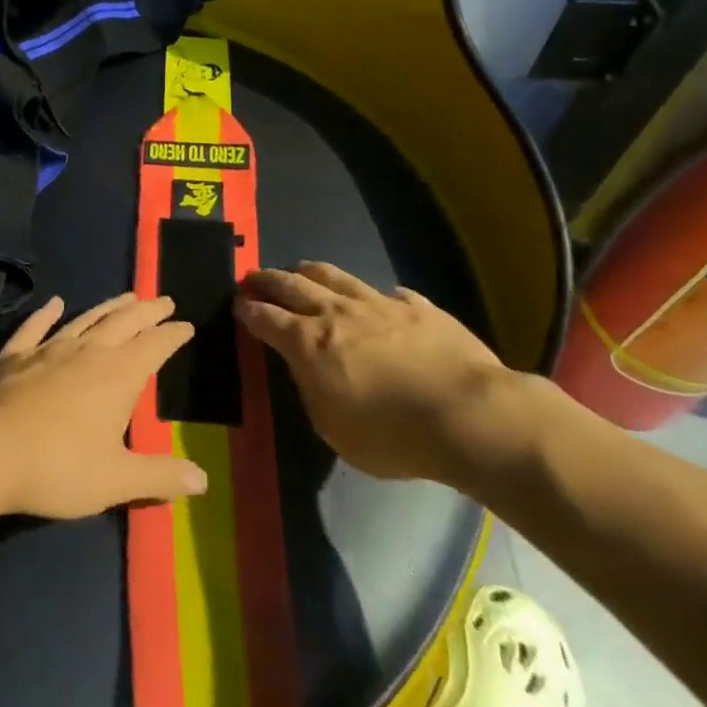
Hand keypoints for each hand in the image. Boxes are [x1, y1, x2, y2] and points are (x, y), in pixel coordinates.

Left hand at [0, 294, 206, 530]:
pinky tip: (54, 303)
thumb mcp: (116, 480)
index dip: (173, 335)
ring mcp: (47, 349)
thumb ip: (160, 477)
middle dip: (147, 311)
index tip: (186, 325)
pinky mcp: (14, 356)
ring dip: (108, 307)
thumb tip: (203, 481)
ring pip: (85, 319)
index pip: (155, 346)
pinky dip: (46, 313)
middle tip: (163, 300)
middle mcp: (87, 352)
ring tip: (126, 297)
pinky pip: (35, 327)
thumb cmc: (58, 467)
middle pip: (124, 323)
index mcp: (118, 375)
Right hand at [235, 262, 536, 485]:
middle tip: (253, 277)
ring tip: (299, 270)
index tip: (237, 304)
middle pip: (292, 285)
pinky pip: (387, 293)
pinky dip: (373, 295)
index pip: (265, 317)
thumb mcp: (333, 429)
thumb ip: (312, 392)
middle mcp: (336, 313)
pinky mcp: (418, 307)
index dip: (247, 310)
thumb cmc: (392, 435)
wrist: (469, 415)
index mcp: (308, 343)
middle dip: (267, 280)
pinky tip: (378, 300)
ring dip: (310, 272)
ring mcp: (378, 304)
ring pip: (334, 276)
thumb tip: (307, 370)